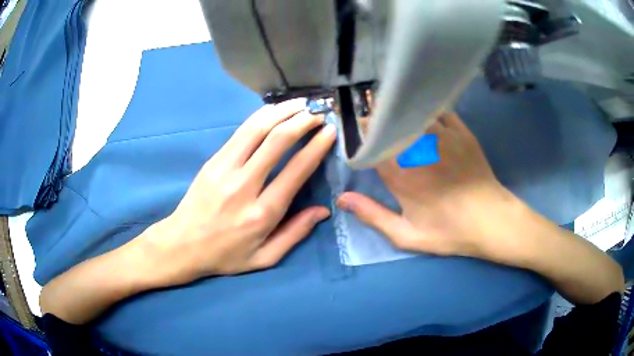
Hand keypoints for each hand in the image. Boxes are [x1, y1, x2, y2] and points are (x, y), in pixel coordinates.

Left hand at [143, 99, 335, 285]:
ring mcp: (225, 169)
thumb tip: (323, 210)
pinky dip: (261, 116)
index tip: (330, 131)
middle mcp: (244, 186)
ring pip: (258, 128)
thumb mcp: (265, 257)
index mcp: (262, 213)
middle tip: (319, 113)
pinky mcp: (213, 160)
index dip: (316, 147)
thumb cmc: (225, 255)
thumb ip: (295, 233)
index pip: (296, 171)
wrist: (182, 245)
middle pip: (277, 141)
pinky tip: (275, 111)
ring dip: (283, 111)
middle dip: (303, 121)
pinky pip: (241, 131)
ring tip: (301, 104)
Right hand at [338, 112, 515, 257]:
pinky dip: (426, 109)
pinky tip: (423, 112)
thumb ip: (373, 216)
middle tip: (372, 120)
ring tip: (393, 110)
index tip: (355, 134)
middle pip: (389, 123)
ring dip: (398, 110)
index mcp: (401, 174)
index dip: (360, 136)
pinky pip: (438, 110)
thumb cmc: (449, 231)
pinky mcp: (461, 131)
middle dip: (376, 120)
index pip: (371, 144)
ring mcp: (442, 136)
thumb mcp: (407, 235)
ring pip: (411, 112)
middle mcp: (418, 148)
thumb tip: (342, 199)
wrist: (490, 221)